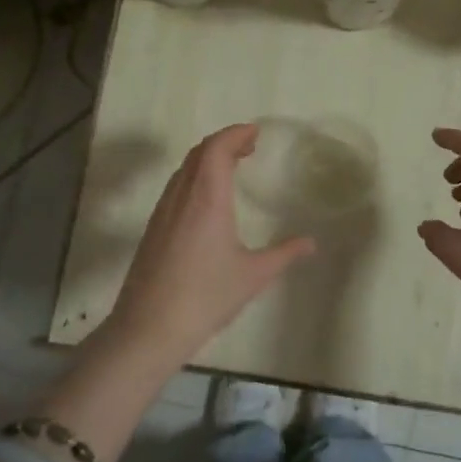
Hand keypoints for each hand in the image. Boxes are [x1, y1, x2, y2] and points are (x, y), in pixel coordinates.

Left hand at [108, 123, 315, 359]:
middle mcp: (181, 197)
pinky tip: (208, 200)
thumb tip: (311, 243)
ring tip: (233, 167)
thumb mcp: (253, 275)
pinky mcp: (153, 229)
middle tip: (250, 146)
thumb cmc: (206, 297)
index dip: (235, 133)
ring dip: (208, 159)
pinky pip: (176, 187)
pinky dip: (196, 177)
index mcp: (207, 199)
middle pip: (199, 153)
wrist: (148, 329)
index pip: (216, 148)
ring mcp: (162, 212)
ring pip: (184, 169)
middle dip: (224, 142)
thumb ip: (284, 254)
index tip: (255, 132)